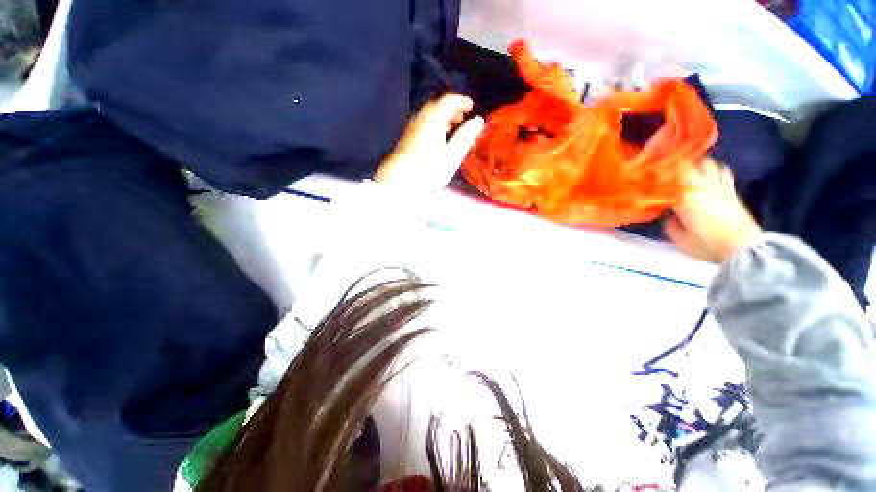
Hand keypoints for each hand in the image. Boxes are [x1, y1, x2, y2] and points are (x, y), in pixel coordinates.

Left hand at [375, 94, 483, 188]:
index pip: (448, 101)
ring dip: (442, 117)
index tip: (471, 107)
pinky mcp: (406, 140)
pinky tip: (437, 139)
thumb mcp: (452, 155)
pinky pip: (422, 125)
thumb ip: (466, 136)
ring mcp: (411, 129)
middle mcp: (420, 119)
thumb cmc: (429, 170)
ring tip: (451, 128)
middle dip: (451, 109)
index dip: (461, 101)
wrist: (399, 183)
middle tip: (462, 118)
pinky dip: (433, 126)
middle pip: (436, 106)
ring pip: (428, 116)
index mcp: (432, 120)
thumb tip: (478, 120)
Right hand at [664, 159, 762, 262]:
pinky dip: (715, 171)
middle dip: (679, 165)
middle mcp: (702, 186)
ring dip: (698, 165)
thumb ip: (671, 226)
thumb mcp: (680, 240)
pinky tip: (710, 178)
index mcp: (685, 197)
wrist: (743, 248)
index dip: (661, 172)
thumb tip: (670, 217)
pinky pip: (723, 173)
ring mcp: (719, 187)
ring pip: (709, 164)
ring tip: (690, 172)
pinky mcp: (732, 191)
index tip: (652, 174)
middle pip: (691, 164)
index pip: (671, 176)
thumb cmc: (707, 244)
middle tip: (669, 171)